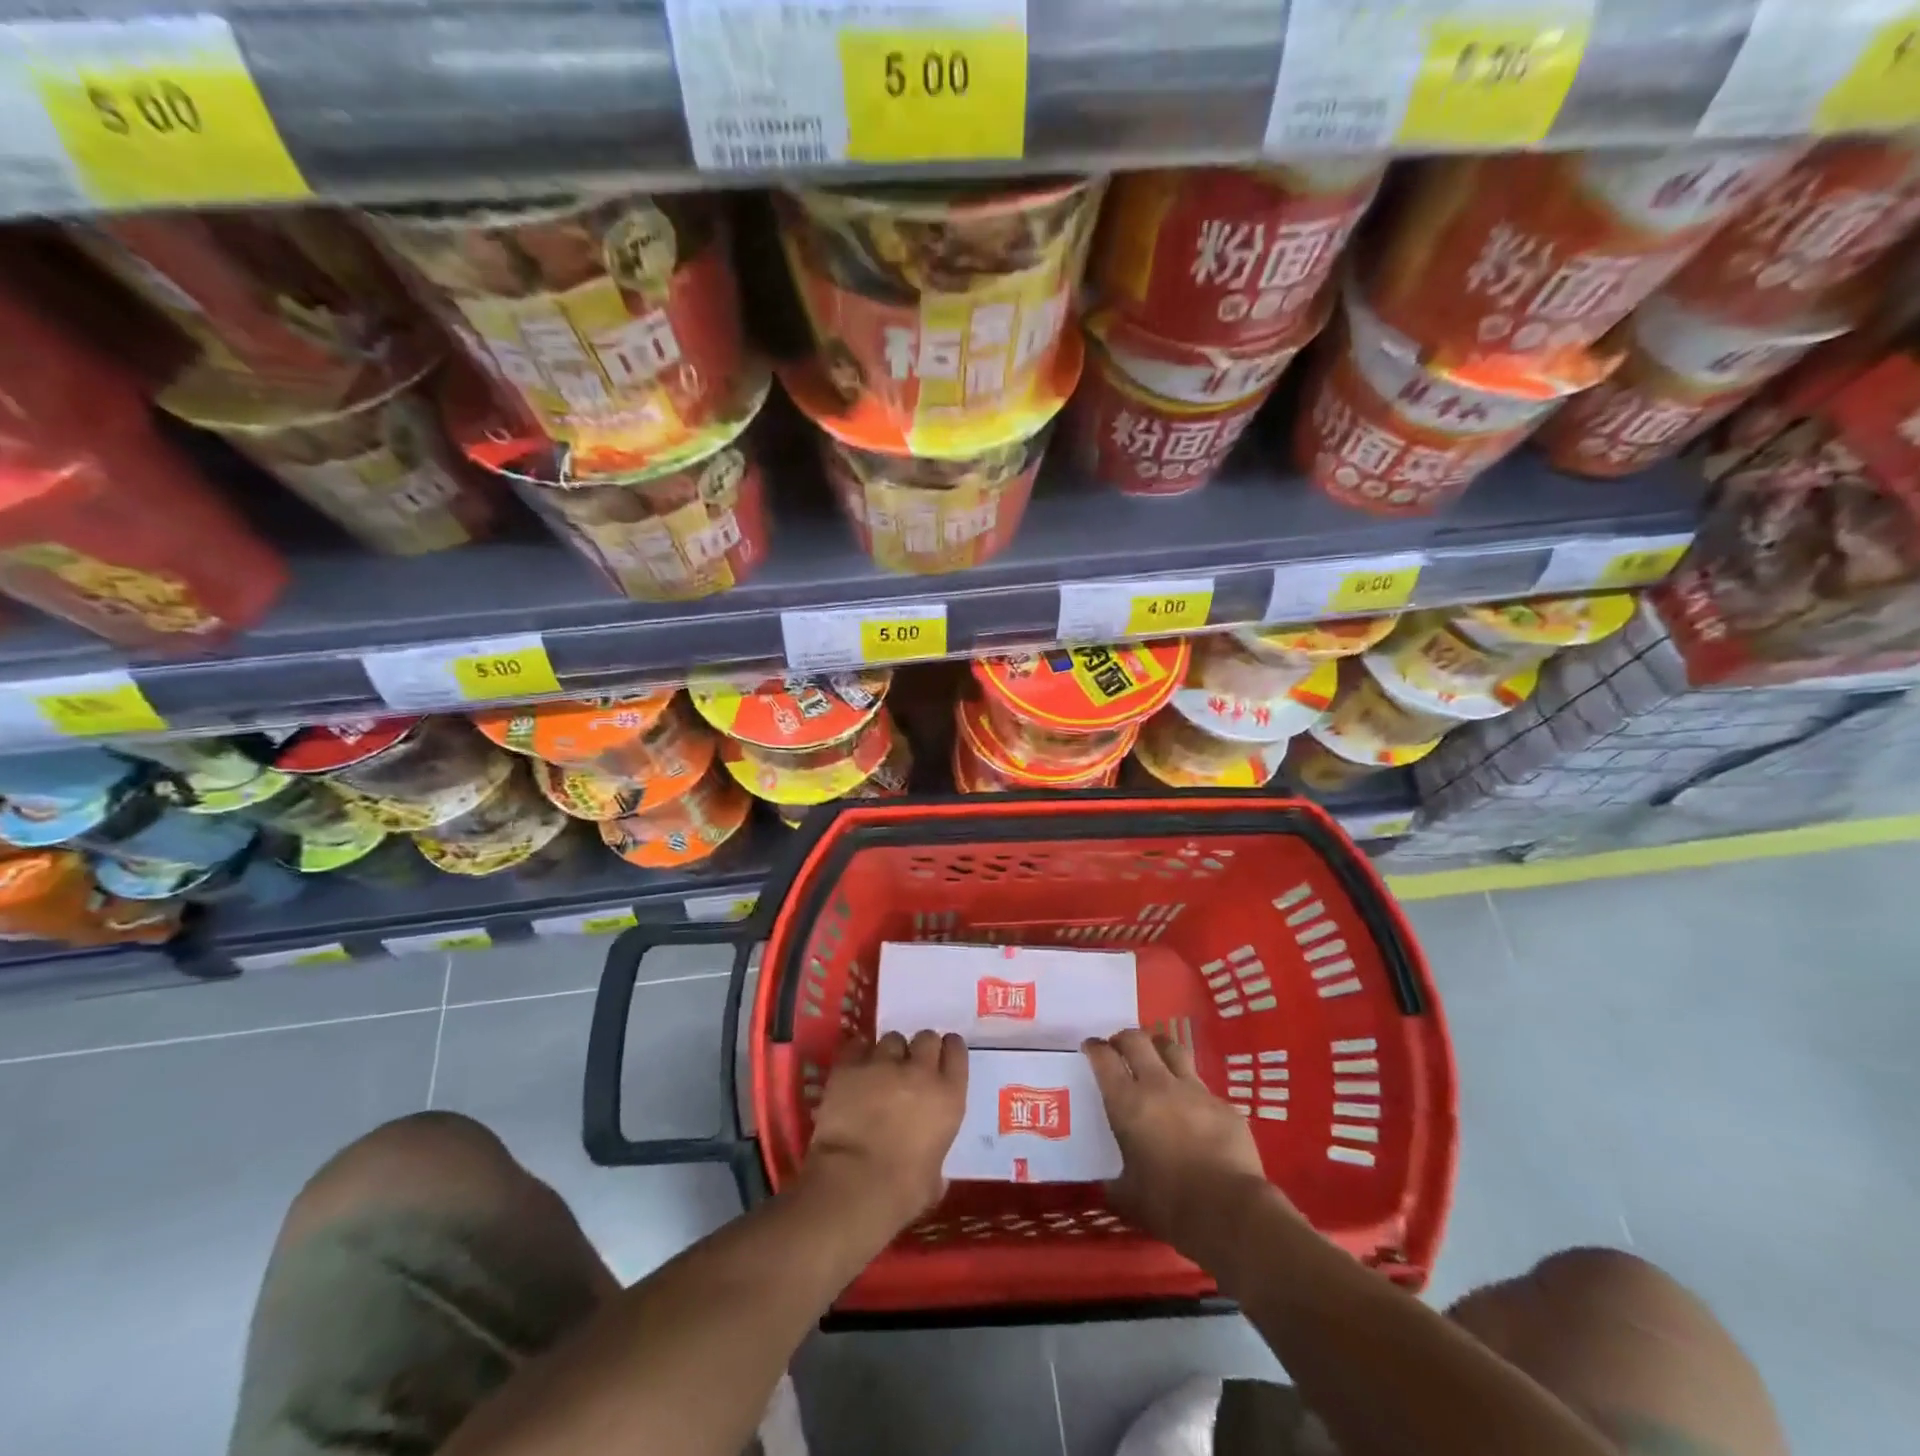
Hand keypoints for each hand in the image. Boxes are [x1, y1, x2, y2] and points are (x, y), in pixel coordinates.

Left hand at [804, 1030, 966, 1230]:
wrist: (854, 1186)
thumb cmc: (902, 1192)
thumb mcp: (934, 1177)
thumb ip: (936, 1159)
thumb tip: (933, 1170)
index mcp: (948, 1096)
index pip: (956, 1050)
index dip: (949, 1050)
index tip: (942, 1057)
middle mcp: (920, 1071)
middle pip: (926, 1037)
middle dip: (919, 1048)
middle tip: (910, 1066)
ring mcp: (883, 1064)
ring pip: (891, 1039)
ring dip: (889, 1053)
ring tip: (880, 1070)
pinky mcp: (850, 1067)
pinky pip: (857, 1046)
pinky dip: (859, 1054)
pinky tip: (856, 1069)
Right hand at [1084, 1029, 1292, 1261]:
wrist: (1230, 1213)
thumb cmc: (1169, 1205)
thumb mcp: (1127, 1196)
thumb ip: (1115, 1181)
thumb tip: (1109, 1183)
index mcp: (1127, 1103)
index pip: (1104, 1058)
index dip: (1094, 1048)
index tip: (1091, 1048)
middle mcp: (1159, 1085)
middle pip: (1137, 1040)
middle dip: (1124, 1038)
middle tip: (1120, 1048)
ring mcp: (1195, 1091)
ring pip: (1173, 1050)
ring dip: (1159, 1049)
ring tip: (1156, 1059)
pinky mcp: (1224, 1105)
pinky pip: (1203, 1088)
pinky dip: (1192, 1092)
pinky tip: (1194, 1111)